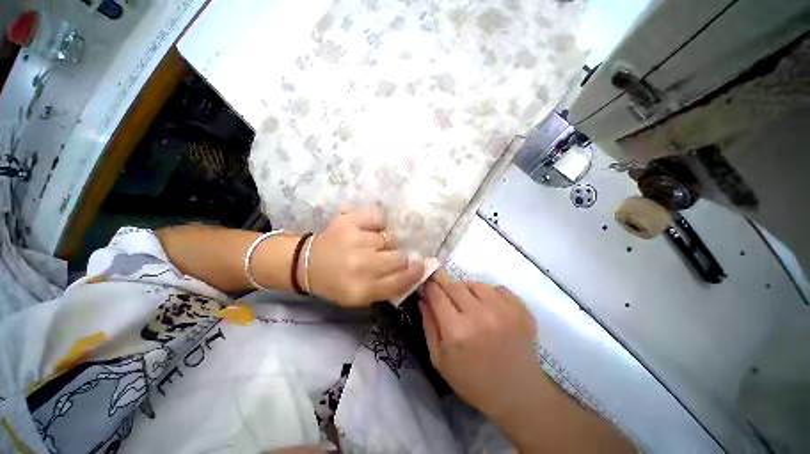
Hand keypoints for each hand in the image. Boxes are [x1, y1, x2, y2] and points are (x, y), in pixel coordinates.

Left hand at [307, 207, 425, 306]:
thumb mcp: (361, 298)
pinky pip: (378, 216)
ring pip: (390, 237)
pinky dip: (377, 222)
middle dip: (397, 258)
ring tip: (370, 244)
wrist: (306, 263)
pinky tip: (368, 228)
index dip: (415, 272)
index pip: (401, 280)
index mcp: (362, 289)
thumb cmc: (336, 283)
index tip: (420, 265)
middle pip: (399, 257)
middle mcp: (361, 265)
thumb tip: (412, 270)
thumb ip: (388, 287)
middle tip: (385, 257)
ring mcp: (354, 240)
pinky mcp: (348, 221)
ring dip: (384, 242)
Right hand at [418, 272, 541, 419]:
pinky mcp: (520, 310)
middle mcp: (479, 316)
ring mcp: (503, 310)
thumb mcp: (439, 359)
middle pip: (455, 286)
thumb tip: (423, 297)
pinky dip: (491, 295)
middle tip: (449, 299)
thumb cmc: (472, 381)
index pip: (437, 294)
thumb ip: (428, 324)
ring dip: (469, 292)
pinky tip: (492, 310)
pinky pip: (498, 288)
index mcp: (456, 331)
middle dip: (447, 289)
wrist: (516, 394)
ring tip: (472, 307)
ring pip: (476, 284)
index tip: (428, 285)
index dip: (430, 287)